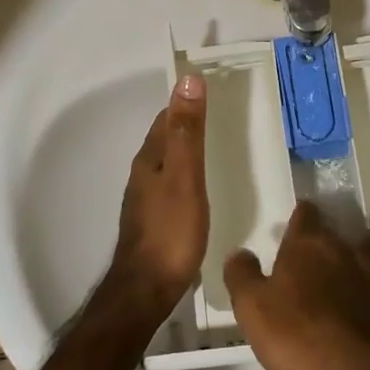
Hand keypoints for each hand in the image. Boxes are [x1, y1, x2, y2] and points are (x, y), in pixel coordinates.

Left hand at [105, 74, 209, 320]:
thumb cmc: (170, 231)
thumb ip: (187, 131)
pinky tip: (205, 185)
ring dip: (189, 149)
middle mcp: (144, 173)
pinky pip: (173, 184)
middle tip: (225, 115)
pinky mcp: (155, 219)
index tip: (215, 89)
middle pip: (166, 138)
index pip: (167, 117)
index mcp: (150, 158)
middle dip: (189, 123)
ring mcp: (147, 198)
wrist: (146, 290)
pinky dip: (189, 174)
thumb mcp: (185, 177)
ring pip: (169, 162)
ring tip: (220, 146)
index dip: (187, 101)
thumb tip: (188, 79)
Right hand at [224, 203, 369, 369]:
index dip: (302, 213)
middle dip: (332, 229)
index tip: (301, 211)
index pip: (305, 216)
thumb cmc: (298, 336)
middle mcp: (343, 249)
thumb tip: (239, 252)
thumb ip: (243, 276)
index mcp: (307, 246)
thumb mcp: (253, 309)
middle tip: (328, 231)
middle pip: (338, 229)